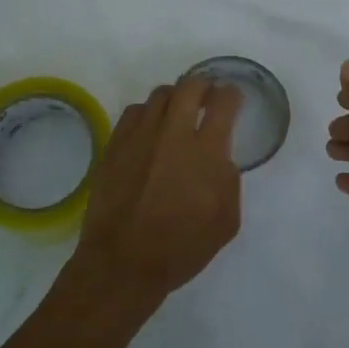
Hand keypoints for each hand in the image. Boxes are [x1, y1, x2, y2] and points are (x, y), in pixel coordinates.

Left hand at [67, 77, 243, 310]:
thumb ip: (229, 180)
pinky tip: (150, 130)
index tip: (233, 99)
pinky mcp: (115, 144)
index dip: (232, 95)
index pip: (224, 103)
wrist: (124, 261)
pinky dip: (148, 114)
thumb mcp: (226, 221)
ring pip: (160, 95)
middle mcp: (173, 133)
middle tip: (207, 99)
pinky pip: (134, 112)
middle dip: (204, 86)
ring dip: (175, 99)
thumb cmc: (181, 248)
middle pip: (190, 86)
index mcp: (206, 152)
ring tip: (178, 113)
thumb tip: (219, 157)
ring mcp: (140, 136)